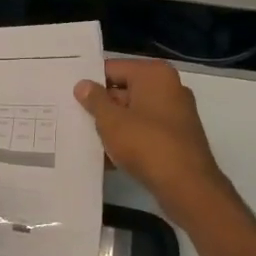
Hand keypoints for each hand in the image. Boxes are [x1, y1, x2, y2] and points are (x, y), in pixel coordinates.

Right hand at [75, 59, 230, 224]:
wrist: (187, 186)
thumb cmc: (146, 144)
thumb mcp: (111, 121)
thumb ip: (94, 100)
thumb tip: (83, 85)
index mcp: (154, 74)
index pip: (112, 69)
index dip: (90, 82)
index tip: (68, 95)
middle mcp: (169, 87)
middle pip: (124, 90)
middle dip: (100, 106)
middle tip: (72, 117)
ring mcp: (176, 113)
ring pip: (134, 113)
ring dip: (112, 126)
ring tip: (85, 138)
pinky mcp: (177, 137)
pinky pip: (145, 131)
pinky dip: (128, 140)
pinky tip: (107, 157)